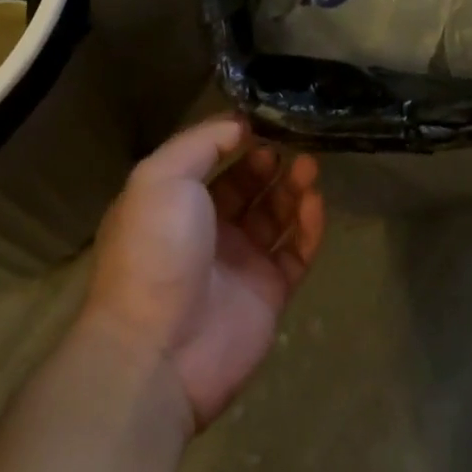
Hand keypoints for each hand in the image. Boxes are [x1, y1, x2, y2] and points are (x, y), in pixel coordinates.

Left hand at [82, 116, 324, 429]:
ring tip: (310, 167)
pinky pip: (296, 252)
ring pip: (276, 216)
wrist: (157, 350)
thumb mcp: (161, 177)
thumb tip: (239, 124)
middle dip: (270, 162)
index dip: (237, 140)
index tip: (266, 121)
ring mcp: (240, 262)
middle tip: (294, 144)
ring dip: (293, 188)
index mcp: (174, 202)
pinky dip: (309, 226)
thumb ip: (201, 142)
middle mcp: (207, 229)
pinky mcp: (268, 293)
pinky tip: (316, 202)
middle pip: (248, 186)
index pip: (212, 161)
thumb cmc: (155, 251)